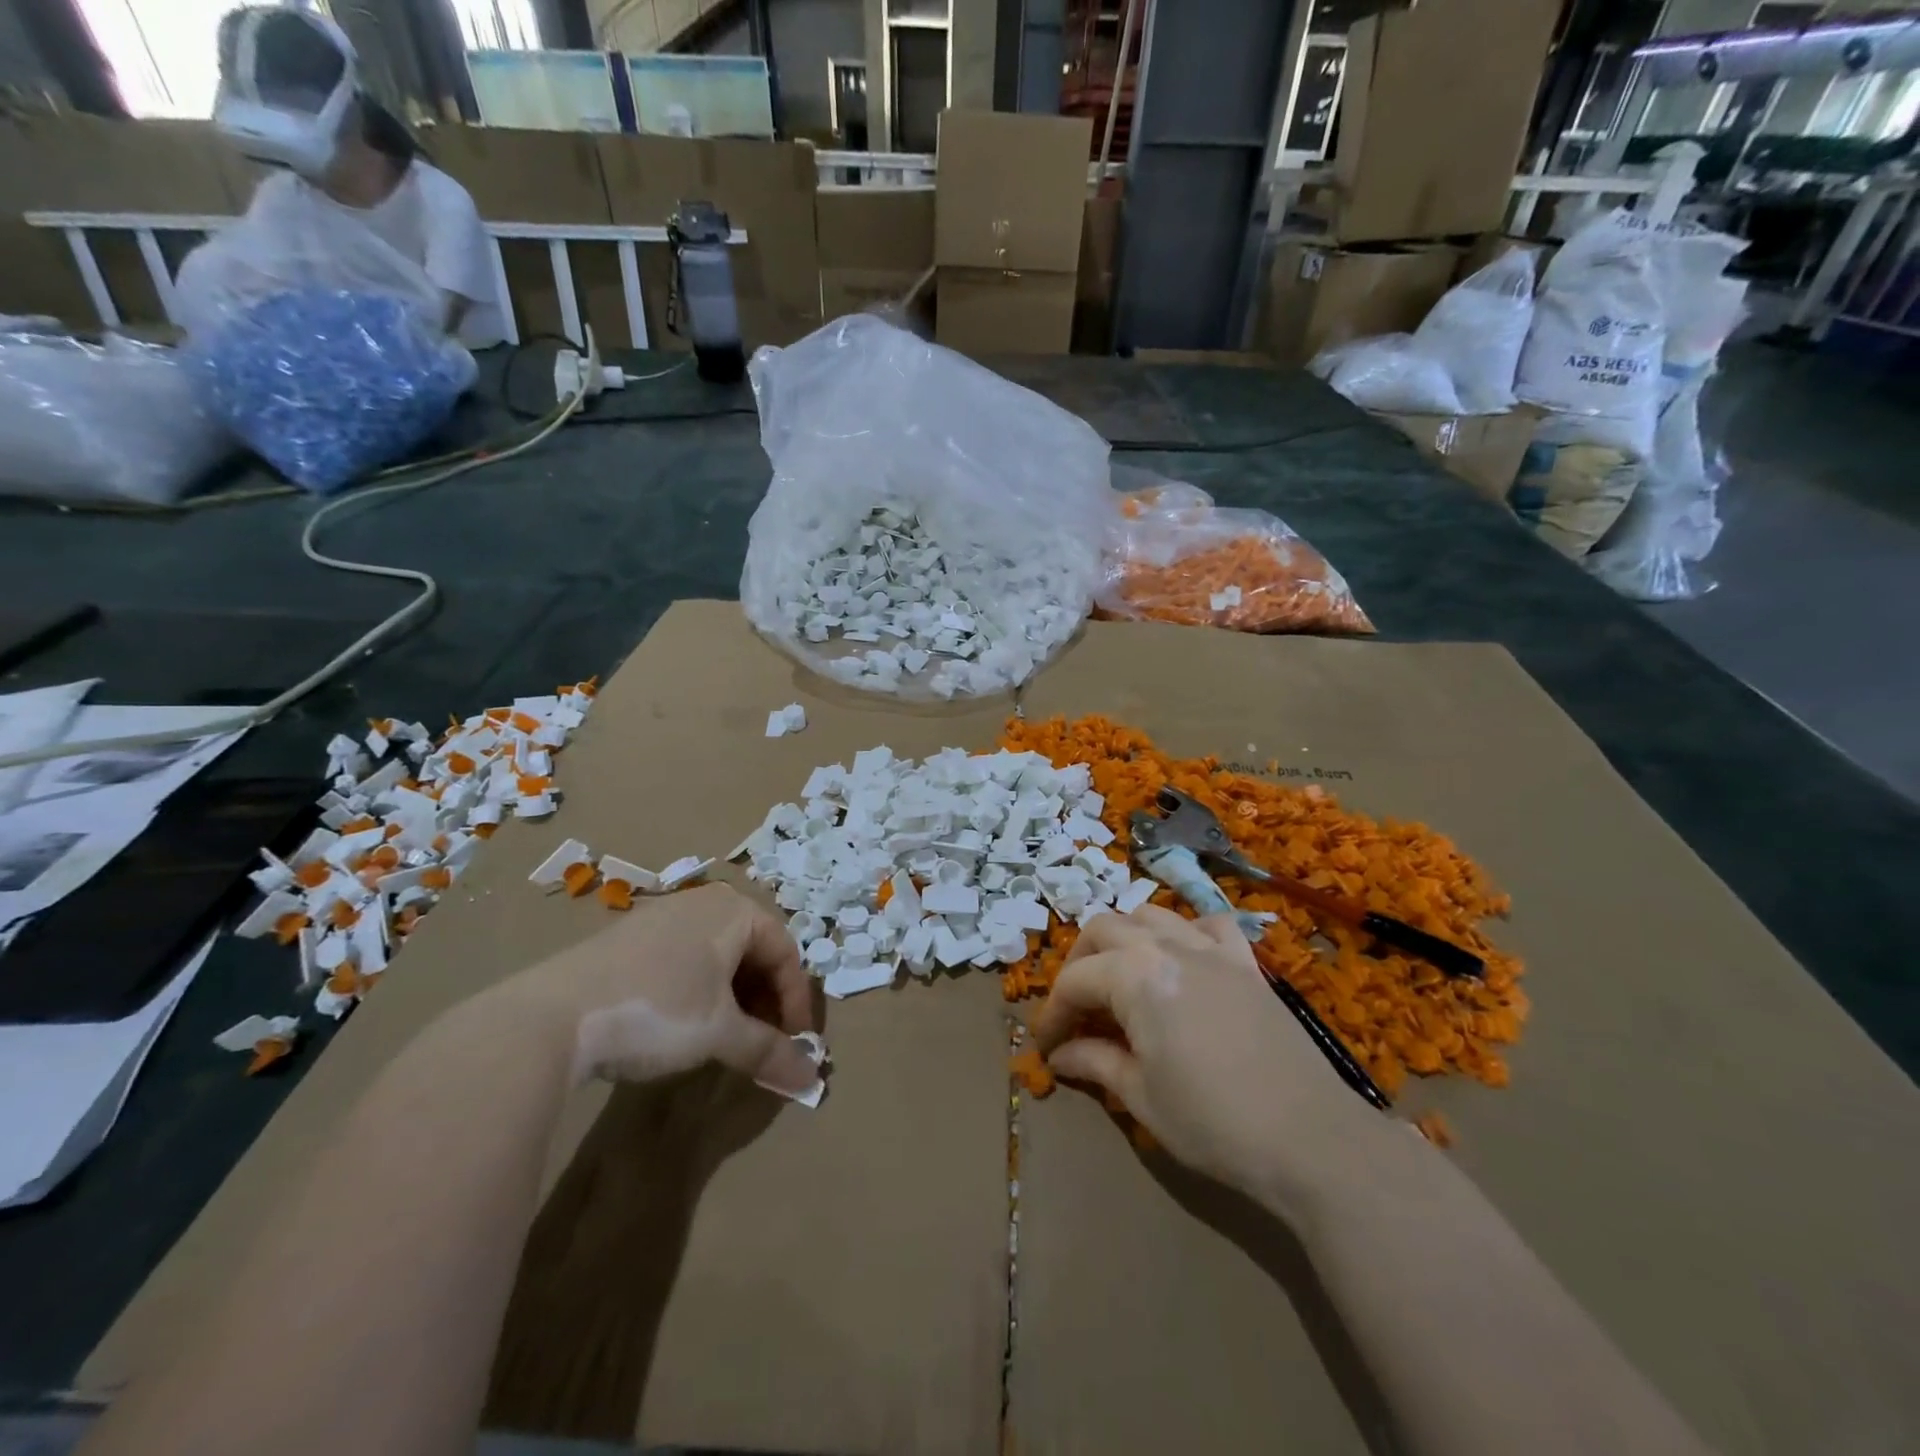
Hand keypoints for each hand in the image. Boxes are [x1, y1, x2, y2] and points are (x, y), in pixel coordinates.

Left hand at [493, 883, 818, 1095]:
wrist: (551, 1016)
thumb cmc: (658, 1010)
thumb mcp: (720, 1033)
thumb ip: (769, 1052)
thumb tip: (811, 1079)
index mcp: (734, 911)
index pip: (785, 952)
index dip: (796, 1001)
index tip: (795, 1043)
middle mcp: (703, 903)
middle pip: (753, 950)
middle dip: (765, 1000)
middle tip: (764, 1042)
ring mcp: (662, 917)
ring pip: (718, 956)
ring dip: (734, 998)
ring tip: (726, 1037)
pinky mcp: (629, 939)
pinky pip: (685, 959)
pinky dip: (700, 991)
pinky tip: (683, 1025)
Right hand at [1031, 907, 1376, 1196]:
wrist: (1312, 1139)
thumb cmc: (1214, 1122)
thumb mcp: (1141, 1097)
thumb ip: (1095, 1062)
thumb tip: (1059, 1055)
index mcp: (1135, 976)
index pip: (1075, 981)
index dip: (1053, 1014)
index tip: (1045, 1047)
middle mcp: (1168, 946)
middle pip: (1104, 930)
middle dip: (1079, 964)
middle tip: (1076, 1009)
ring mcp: (1211, 949)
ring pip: (1151, 915)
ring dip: (1124, 939)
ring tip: (1120, 978)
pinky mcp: (1246, 963)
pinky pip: (1208, 924)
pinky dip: (1185, 932)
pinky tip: (1183, 961)